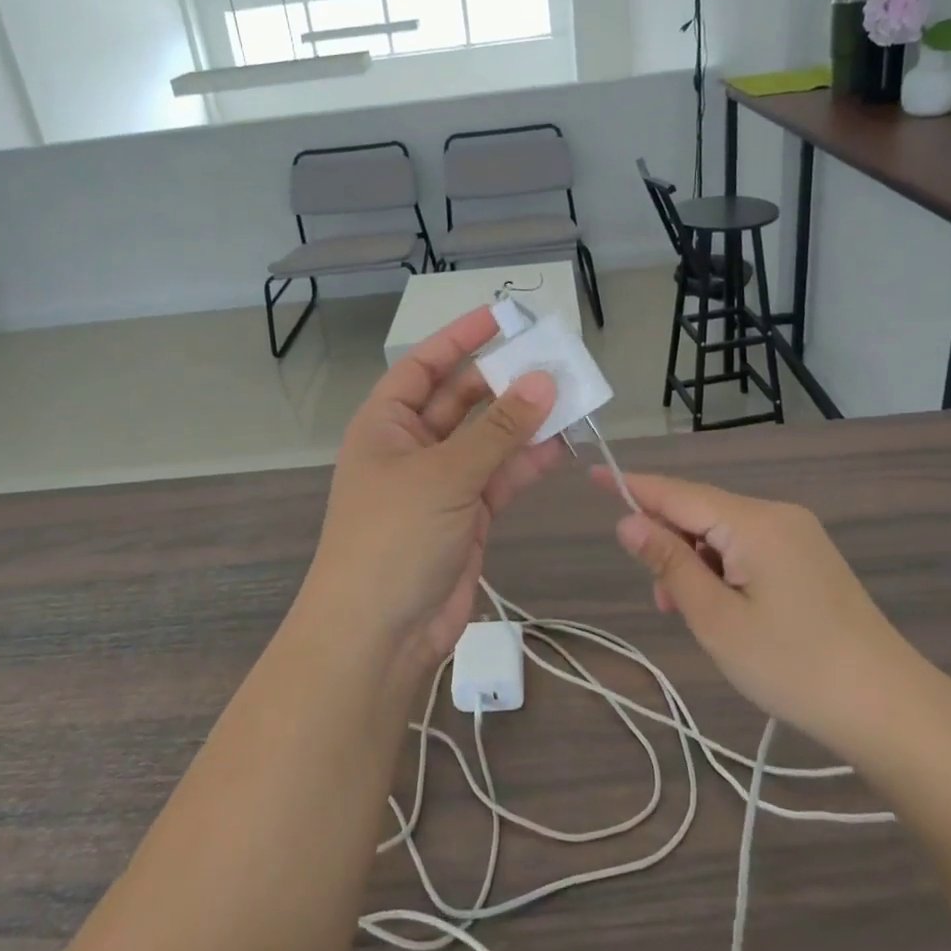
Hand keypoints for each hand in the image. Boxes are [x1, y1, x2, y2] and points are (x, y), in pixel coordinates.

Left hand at [301, 306, 563, 676]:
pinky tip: (564, 443)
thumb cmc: (394, 537)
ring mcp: (441, 482)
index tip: (502, 316)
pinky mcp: (468, 515)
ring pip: (488, 438)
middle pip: (462, 399)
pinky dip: (529, 460)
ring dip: (524, 419)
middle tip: (553, 358)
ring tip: (571, 395)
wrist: (380, 634)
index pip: (424, 365)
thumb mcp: (445, 474)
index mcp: (387, 423)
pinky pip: (501, 476)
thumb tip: (543, 380)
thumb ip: (499, 429)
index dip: (460, 338)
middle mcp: (412, 446)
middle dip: (504, 380)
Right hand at [600, 471, 914, 750]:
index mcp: (753, 522)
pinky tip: (724, 609)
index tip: (594, 475)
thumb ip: (669, 562)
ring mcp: (798, 536)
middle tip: (663, 601)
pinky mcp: (808, 559)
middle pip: (701, 512)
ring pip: (723, 533)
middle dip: (669, 545)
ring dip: (696, 563)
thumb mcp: (716, 618)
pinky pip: (748, 548)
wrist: (890, 709)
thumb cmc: (793, 665)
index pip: (677, 492)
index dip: (633, 486)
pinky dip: (723, 570)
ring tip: (695, 616)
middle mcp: (776, 515)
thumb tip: (628, 521)